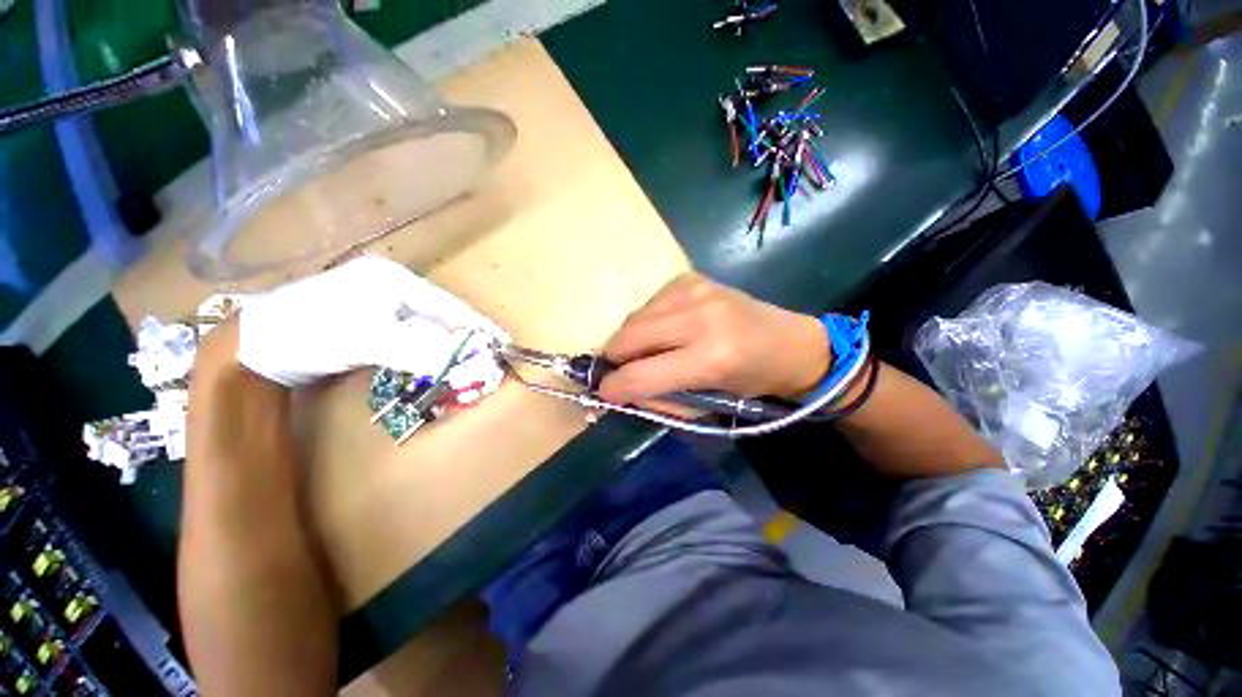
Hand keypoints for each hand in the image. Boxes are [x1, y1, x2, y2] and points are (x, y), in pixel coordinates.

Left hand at [234, 256, 508, 386]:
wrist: (251, 348)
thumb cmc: (311, 331)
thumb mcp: (368, 339)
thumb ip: (421, 350)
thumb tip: (467, 364)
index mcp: (394, 279)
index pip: (449, 304)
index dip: (476, 324)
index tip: (502, 342)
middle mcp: (389, 288)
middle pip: (439, 316)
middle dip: (463, 338)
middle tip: (484, 358)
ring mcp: (376, 306)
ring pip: (425, 328)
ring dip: (444, 347)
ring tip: (464, 363)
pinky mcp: (366, 325)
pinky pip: (407, 338)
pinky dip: (423, 352)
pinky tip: (431, 363)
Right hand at [597, 274, 829, 404]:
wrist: (788, 343)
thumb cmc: (750, 382)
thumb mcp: (707, 405)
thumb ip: (658, 398)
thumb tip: (619, 390)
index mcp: (709, 358)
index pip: (639, 374)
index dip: (613, 387)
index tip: (604, 391)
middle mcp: (699, 318)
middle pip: (626, 338)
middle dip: (616, 359)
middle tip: (624, 370)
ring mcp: (694, 292)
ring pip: (633, 319)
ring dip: (632, 340)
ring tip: (652, 350)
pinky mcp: (690, 279)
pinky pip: (649, 304)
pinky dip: (648, 322)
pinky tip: (668, 329)